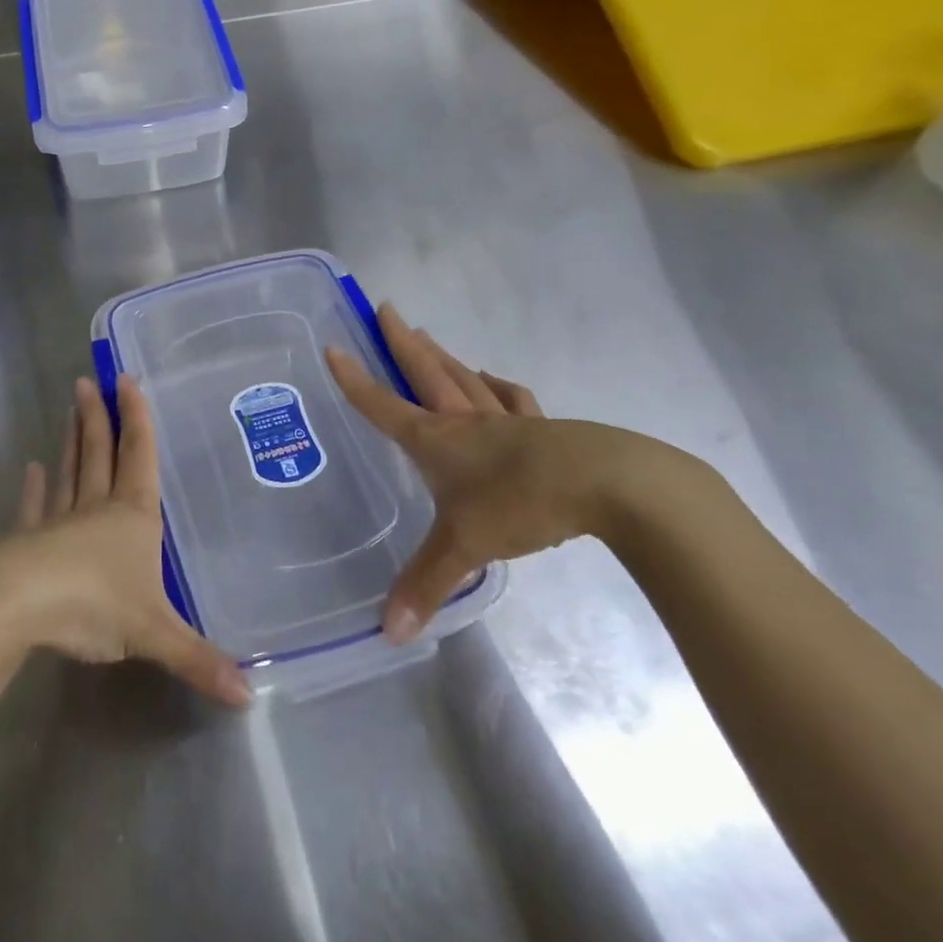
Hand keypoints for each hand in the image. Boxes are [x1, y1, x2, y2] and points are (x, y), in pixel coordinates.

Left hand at [0, 374, 250, 707]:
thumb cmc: (95, 605)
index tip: (127, 380)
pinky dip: (34, 489)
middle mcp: (97, 508)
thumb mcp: (154, 634)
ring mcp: (59, 521)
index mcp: (132, 517)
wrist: (22, 606)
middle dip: (99, 418)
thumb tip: (250, 697)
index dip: (137, 418)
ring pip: (70, 471)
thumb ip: (198, 660)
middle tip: (90, 381)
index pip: (139, 456)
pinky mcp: (27, 540)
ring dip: (72, 440)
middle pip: (100, 453)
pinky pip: (34, 508)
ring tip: (69, 409)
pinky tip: (31, 469)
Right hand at [326, 304, 710, 644]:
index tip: (334, 348)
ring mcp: (507, 419)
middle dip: (401, 342)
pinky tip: (491, 380)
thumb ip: (426, 585)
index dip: (355, 381)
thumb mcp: (465, 547)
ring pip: (464, 377)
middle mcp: (466, 420)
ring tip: (426, 336)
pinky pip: (511, 398)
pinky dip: (496, 385)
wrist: (608, 485)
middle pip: (426, 372)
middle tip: (384, 309)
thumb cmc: (521, 503)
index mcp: (438, 439)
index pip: (384, 406)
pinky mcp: (544, 428)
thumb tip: (387, 632)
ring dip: (441, 356)